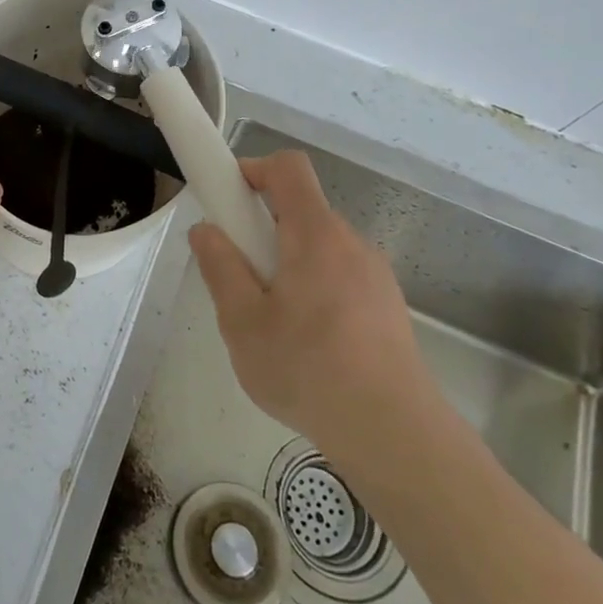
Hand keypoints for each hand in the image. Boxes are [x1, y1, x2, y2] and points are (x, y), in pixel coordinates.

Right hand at [188, 151, 435, 477]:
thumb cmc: (308, 369)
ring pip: (318, 248)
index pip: (288, 168)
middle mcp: (351, 243)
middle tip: (239, 276)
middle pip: (300, 210)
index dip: (252, 169)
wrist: (395, 435)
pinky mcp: (387, 307)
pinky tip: (305, 344)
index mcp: (316, 235)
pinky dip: (313, 289)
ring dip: (287, 264)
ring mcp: (375, 276)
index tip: (227, 201)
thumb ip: (220, 267)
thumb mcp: (242, 322)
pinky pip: (339, 277)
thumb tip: (207, 230)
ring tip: (270, 321)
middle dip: (262, 230)